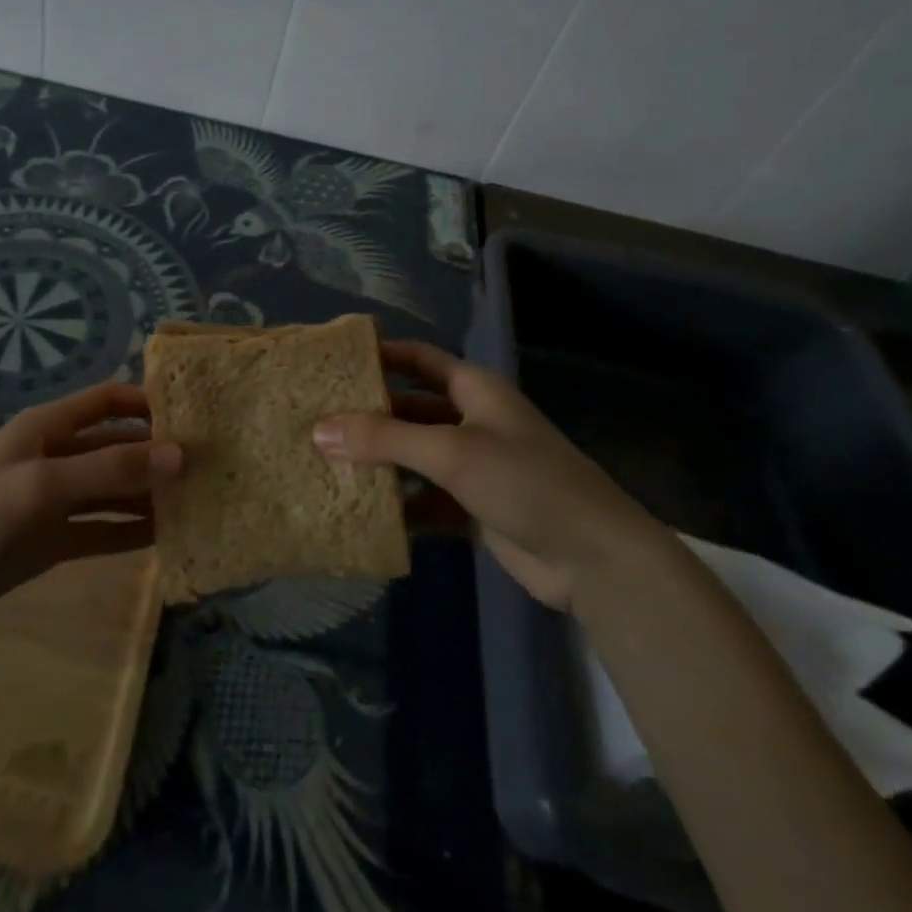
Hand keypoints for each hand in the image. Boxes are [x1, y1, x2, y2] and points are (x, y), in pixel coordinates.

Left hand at [0, 383, 180, 639]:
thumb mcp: (43, 485)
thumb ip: (110, 469)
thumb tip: (179, 455)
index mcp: (50, 427)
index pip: (109, 400)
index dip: (148, 401)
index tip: (195, 414)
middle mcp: (57, 456)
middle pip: (118, 445)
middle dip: (157, 452)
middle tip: (210, 465)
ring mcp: (55, 500)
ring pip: (114, 489)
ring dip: (150, 493)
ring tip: (199, 500)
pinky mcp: (52, 539)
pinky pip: (102, 529)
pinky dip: (131, 530)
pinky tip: (167, 536)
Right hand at [313, 341, 657, 607]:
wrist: (593, 558)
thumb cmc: (524, 481)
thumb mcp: (450, 451)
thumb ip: (384, 439)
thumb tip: (319, 430)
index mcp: (474, 390)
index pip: (420, 359)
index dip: (382, 354)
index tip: (335, 359)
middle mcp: (472, 421)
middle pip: (410, 408)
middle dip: (369, 414)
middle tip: (317, 419)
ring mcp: (474, 467)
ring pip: (414, 456)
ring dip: (380, 462)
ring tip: (326, 464)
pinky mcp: (473, 508)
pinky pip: (425, 499)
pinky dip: (399, 505)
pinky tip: (362, 512)